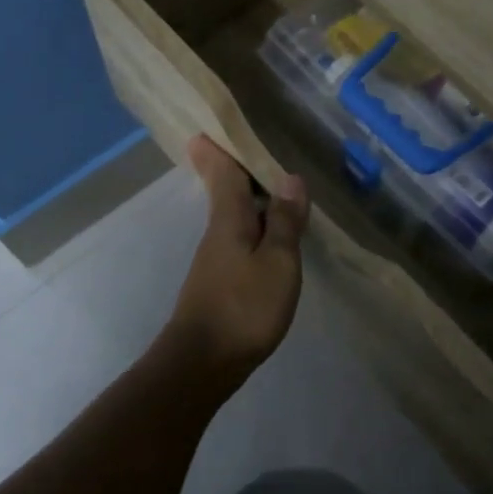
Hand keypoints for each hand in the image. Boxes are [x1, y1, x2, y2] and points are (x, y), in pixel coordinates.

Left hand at [165, 136, 308, 383]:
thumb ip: (284, 221)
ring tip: (268, 188)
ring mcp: (215, 260)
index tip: (205, 130)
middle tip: (241, 149)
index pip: (223, 174)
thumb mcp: (277, 262)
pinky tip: (267, 237)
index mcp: (229, 220)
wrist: (202, 363)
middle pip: (224, 193)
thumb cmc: (244, 307)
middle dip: (229, 170)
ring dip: (245, 199)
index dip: (217, 151)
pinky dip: (251, 228)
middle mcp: (217, 233)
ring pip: (231, 218)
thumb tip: (290, 178)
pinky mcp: (219, 283)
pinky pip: (237, 241)